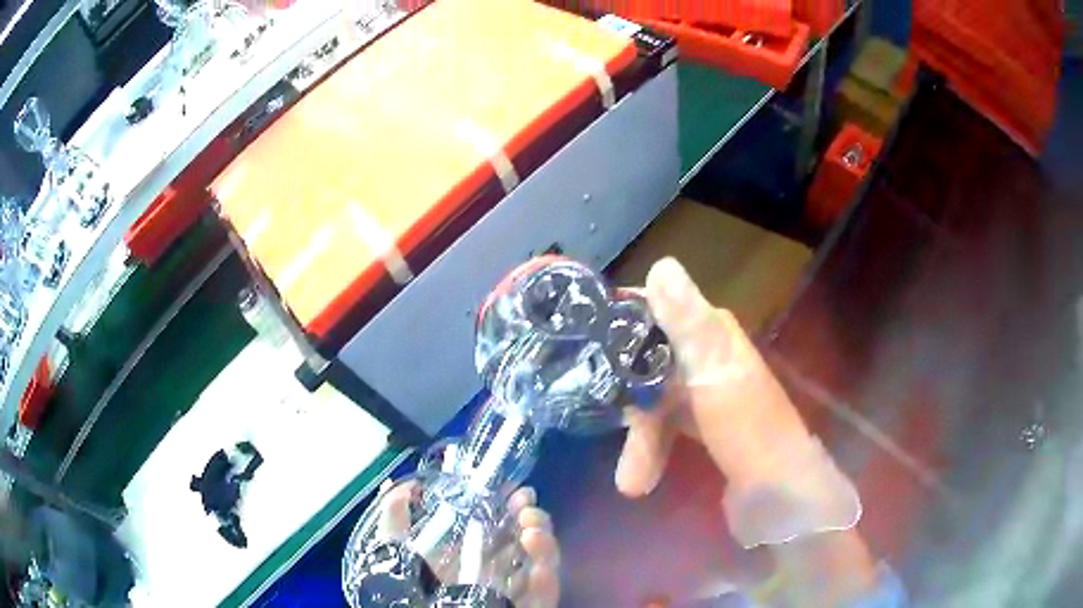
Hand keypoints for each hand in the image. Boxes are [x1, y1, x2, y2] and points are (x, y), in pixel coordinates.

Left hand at [373, 482, 559, 607]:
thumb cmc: (406, 584)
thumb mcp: (396, 549)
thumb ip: (394, 519)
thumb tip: (397, 484)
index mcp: (470, 552)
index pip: (500, 524)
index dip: (511, 505)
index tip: (516, 490)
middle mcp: (495, 568)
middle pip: (525, 541)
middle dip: (532, 518)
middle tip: (526, 507)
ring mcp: (511, 590)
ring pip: (540, 564)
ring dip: (544, 544)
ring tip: (531, 531)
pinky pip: (544, 596)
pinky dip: (548, 581)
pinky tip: (541, 568)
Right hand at [614, 258, 877, 604]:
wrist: (780, 497)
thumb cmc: (748, 433)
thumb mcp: (714, 375)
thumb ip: (687, 323)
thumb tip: (661, 263)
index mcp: (715, 336)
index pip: (658, 311)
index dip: (623, 324)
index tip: (585, 343)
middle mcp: (711, 357)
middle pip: (650, 362)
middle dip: (632, 401)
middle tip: (619, 433)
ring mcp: (709, 394)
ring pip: (656, 400)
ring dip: (642, 440)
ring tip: (631, 483)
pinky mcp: (707, 427)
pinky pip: (667, 426)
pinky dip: (653, 449)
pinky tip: (638, 477)